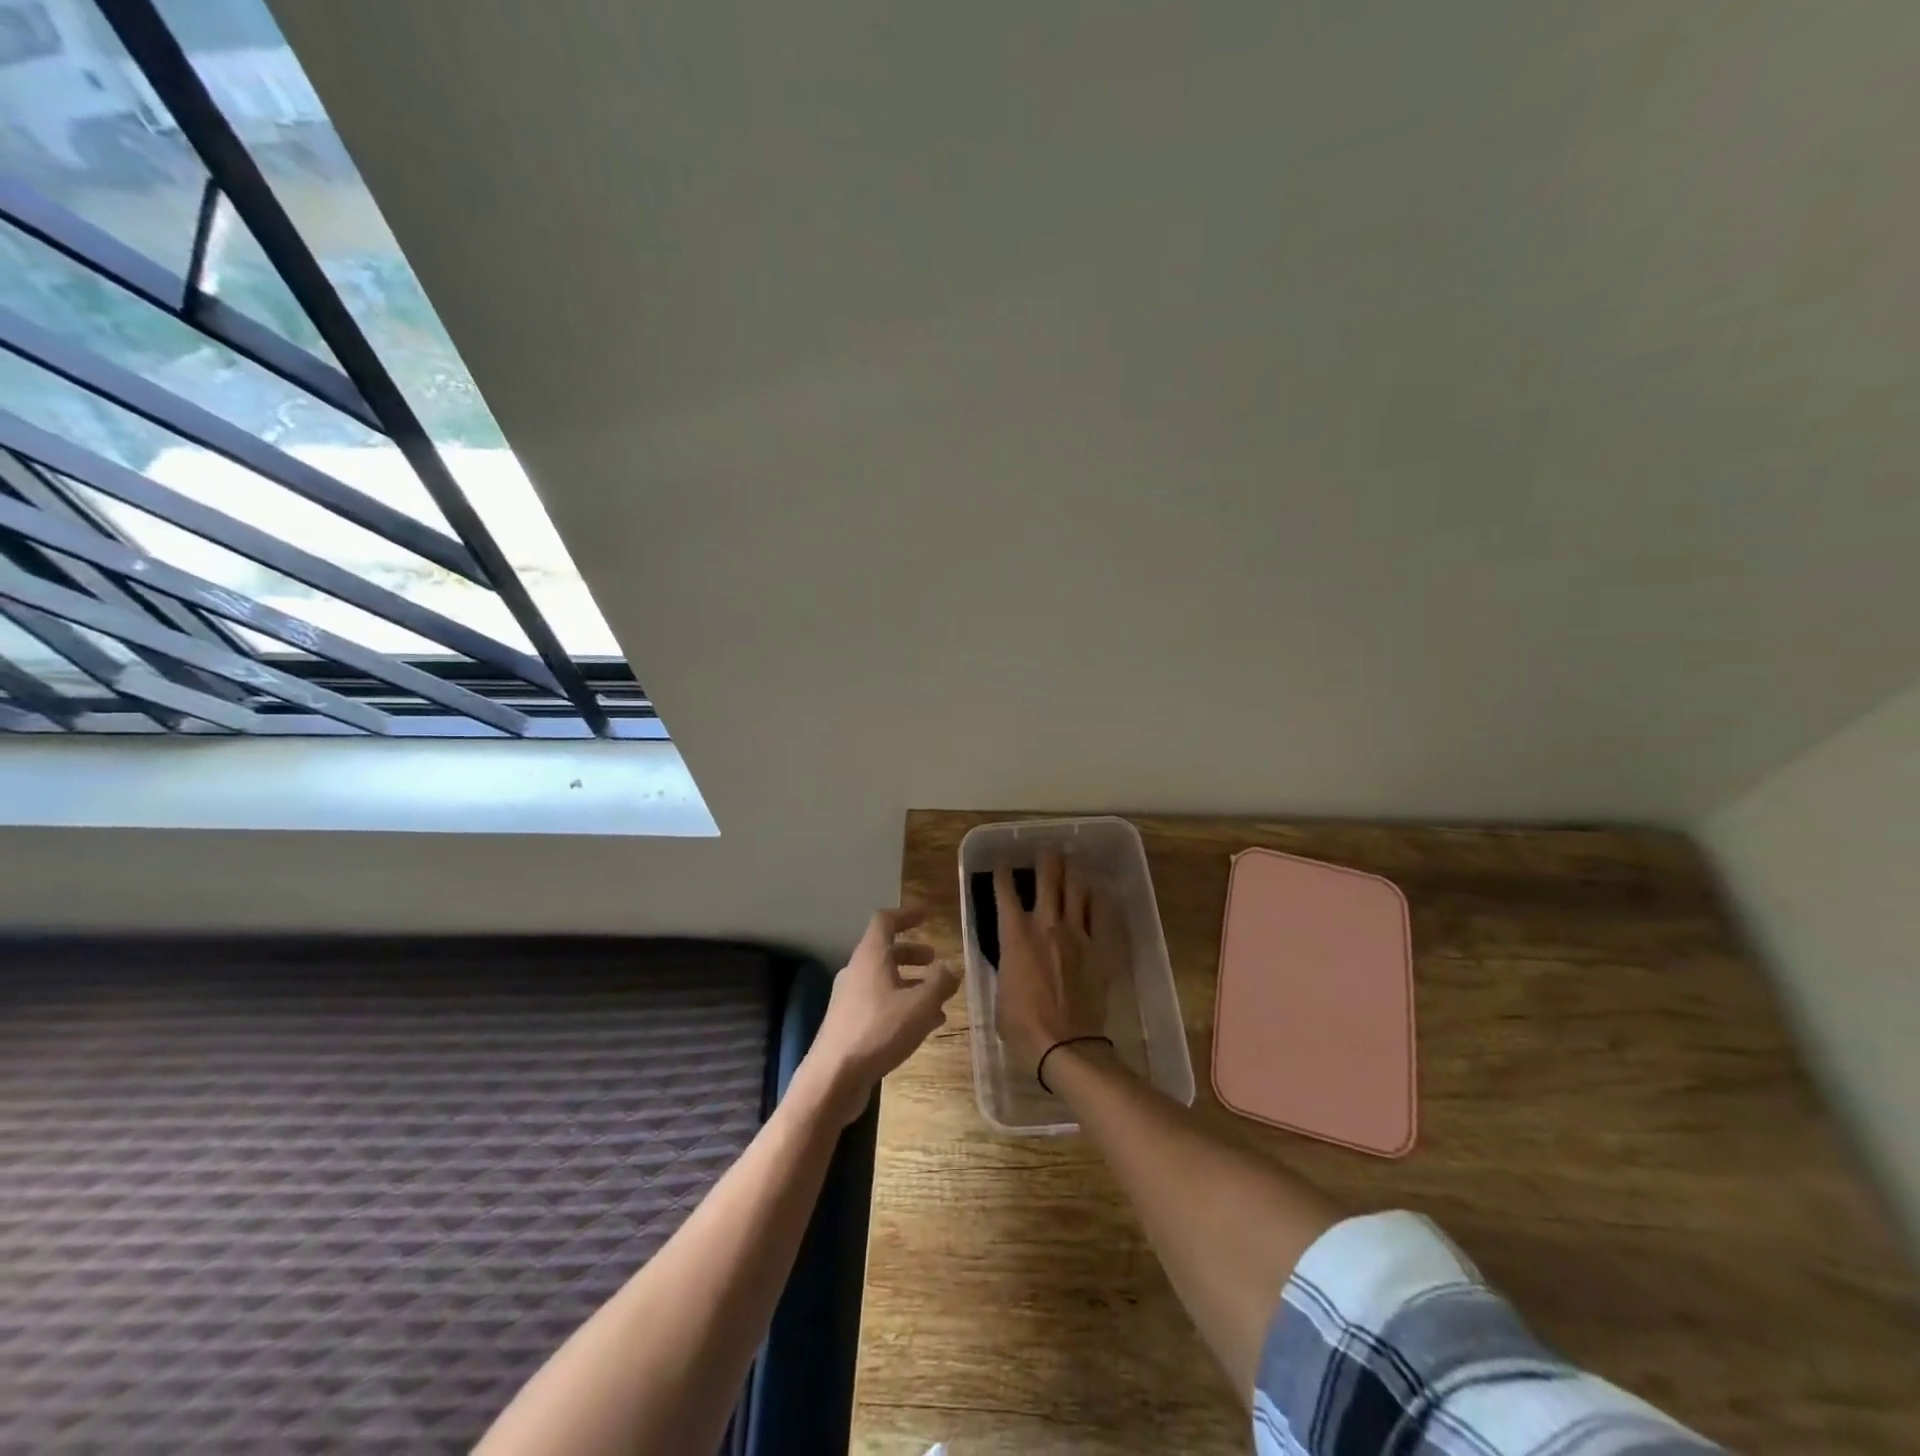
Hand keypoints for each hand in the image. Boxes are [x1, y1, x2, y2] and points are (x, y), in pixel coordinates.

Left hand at [800, 906, 959, 1125]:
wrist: (833, 1078)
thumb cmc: (878, 1031)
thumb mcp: (920, 1005)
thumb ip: (940, 983)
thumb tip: (950, 968)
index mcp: (870, 957)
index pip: (885, 921)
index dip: (907, 914)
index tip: (927, 914)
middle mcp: (857, 972)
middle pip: (885, 951)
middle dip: (912, 952)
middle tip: (935, 959)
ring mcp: (849, 999)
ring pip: (884, 980)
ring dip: (910, 982)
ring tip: (937, 998)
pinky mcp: (849, 1024)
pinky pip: (880, 1003)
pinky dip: (902, 1004)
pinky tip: (923, 1025)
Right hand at [994, 850, 1114, 1082]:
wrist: (1063, 1044)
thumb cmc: (1022, 1025)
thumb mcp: (1000, 990)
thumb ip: (1007, 964)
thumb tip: (1013, 957)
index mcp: (1014, 936)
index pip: (1005, 894)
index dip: (1002, 875)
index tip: (1003, 865)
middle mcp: (1045, 925)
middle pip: (1048, 880)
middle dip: (1046, 860)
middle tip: (1047, 850)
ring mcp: (1076, 934)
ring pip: (1076, 890)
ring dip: (1073, 872)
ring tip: (1072, 862)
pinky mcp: (1099, 949)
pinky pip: (1102, 914)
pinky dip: (1098, 899)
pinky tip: (1098, 891)